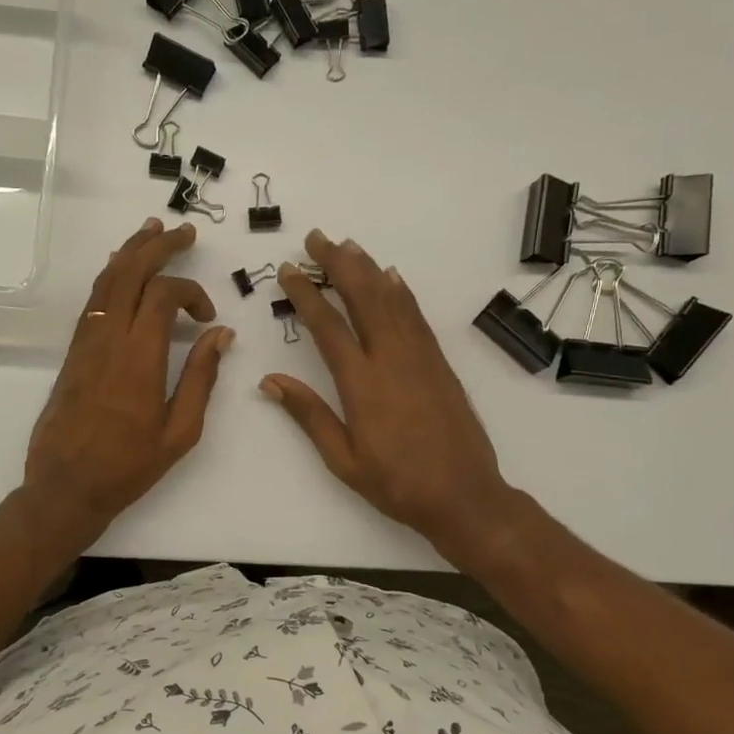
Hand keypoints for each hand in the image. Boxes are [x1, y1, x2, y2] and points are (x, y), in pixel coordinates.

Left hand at [24, 218, 232, 540]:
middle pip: (129, 273)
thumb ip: (201, 378)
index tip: (207, 317)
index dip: (190, 292)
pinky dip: (110, 277)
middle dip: (158, 246)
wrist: (66, 487)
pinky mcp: (73, 353)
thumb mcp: (179, 431)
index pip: (162, 295)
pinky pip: (93, 301)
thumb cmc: (129, 466)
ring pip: (106, 281)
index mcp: (139, 359)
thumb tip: (221, 335)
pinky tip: (121, 268)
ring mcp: (86, 344)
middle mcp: (108, 340)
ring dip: (130, 252)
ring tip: (152, 231)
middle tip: (184, 232)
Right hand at [262, 229, 513, 562]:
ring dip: (368, 269)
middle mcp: (391, 360)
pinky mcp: (439, 364)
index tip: (287, 270)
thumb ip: (309, 415)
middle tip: (317, 238)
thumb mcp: (343, 459)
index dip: (306, 294)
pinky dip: (401, 293)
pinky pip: (417, 317)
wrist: (463, 495)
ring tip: (348, 246)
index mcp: (361, 384)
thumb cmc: (396, 483)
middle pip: (362, 299)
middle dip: (337, 264)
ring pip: (391, 301)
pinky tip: (392, 278)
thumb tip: (271, 381)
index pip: (328, 327)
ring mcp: (420, 358)